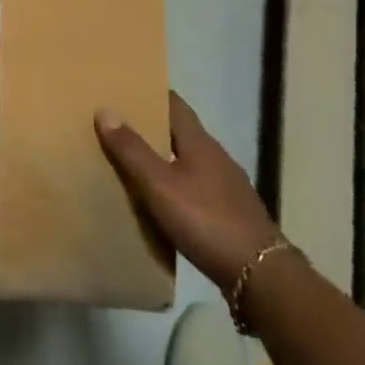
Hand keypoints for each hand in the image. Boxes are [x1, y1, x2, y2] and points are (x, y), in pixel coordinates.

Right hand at [95, 91, 281, 294]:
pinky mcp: (230, 213)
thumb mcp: (160, 185)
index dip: (151, 94)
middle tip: (117, 126)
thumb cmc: (206, 220)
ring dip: (162, 158)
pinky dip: (174, 185)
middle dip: (151, 127)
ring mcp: (226, 186)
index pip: (175, 105)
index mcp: (200, 143)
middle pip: (180, 132)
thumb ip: (132, 150)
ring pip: (187, 161)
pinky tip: (160, 200)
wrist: (259, 274)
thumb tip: (105, 110)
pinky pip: (195, 187)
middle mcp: (216, 157)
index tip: (124, 90)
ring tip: (131, 163)